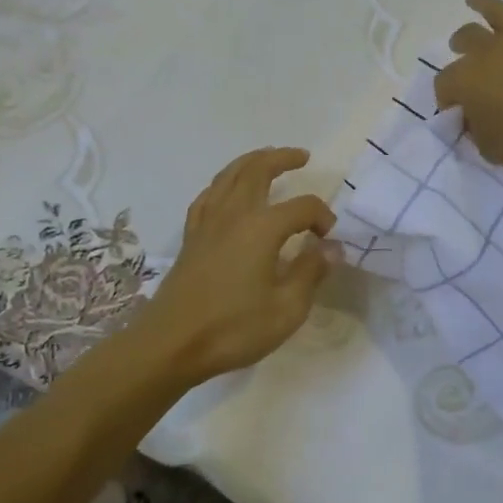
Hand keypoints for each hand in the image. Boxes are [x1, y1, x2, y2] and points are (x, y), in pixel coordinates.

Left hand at [136, 148, 336, 385]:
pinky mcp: (190, 238)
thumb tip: (330, 248)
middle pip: (257, 171)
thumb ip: (311, 272)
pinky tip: (226, 190)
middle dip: (282, 159)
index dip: (322, 217)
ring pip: (228, 177)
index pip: (302, 207)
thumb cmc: (233, 329)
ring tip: (266, 158)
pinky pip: (207, 197)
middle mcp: (233, 215)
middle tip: (302, 157)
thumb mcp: (287, 309)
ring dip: (250, 162)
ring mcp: (207, 224)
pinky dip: (222, 184)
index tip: (329, 240)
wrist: (171, 345)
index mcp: (261, 229)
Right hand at [434, 0, 502, 173]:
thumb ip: (479, 135)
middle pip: (465, 40)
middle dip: (459, 44)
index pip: (444, 86)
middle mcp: (488, 52)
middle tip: (458, 48)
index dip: (445, 99)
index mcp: (467, 82)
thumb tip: (476, 123)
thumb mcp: (494, 151)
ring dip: (482, 3)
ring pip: (495, 11)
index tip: (455, 112)